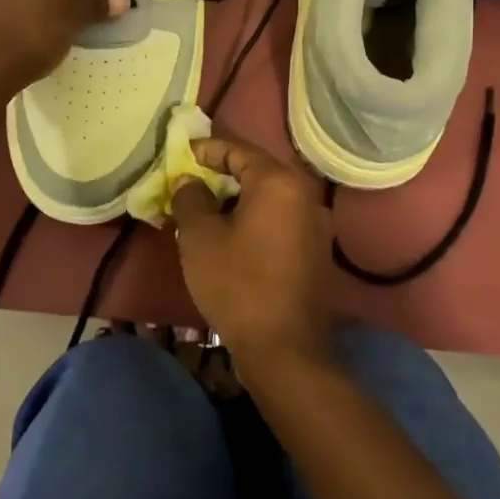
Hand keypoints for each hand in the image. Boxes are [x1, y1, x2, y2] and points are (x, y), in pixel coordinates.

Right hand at [171, 135, 334, 378]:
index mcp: (279, 183)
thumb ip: (191, 198)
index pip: (238, 149)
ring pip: (269, 197)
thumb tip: (189, 181)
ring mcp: (316, 225)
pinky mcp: (316, 252)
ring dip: (238, 198)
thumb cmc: (237, 283)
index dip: (207, 149)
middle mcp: (304, 195)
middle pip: (257, 171)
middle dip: (221, 174)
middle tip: (190, 182)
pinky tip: (231, 235)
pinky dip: (254, 219)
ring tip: (206, 210)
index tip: (182, 155)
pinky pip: (280, 220)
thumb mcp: (200, 237)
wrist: (284, 349)